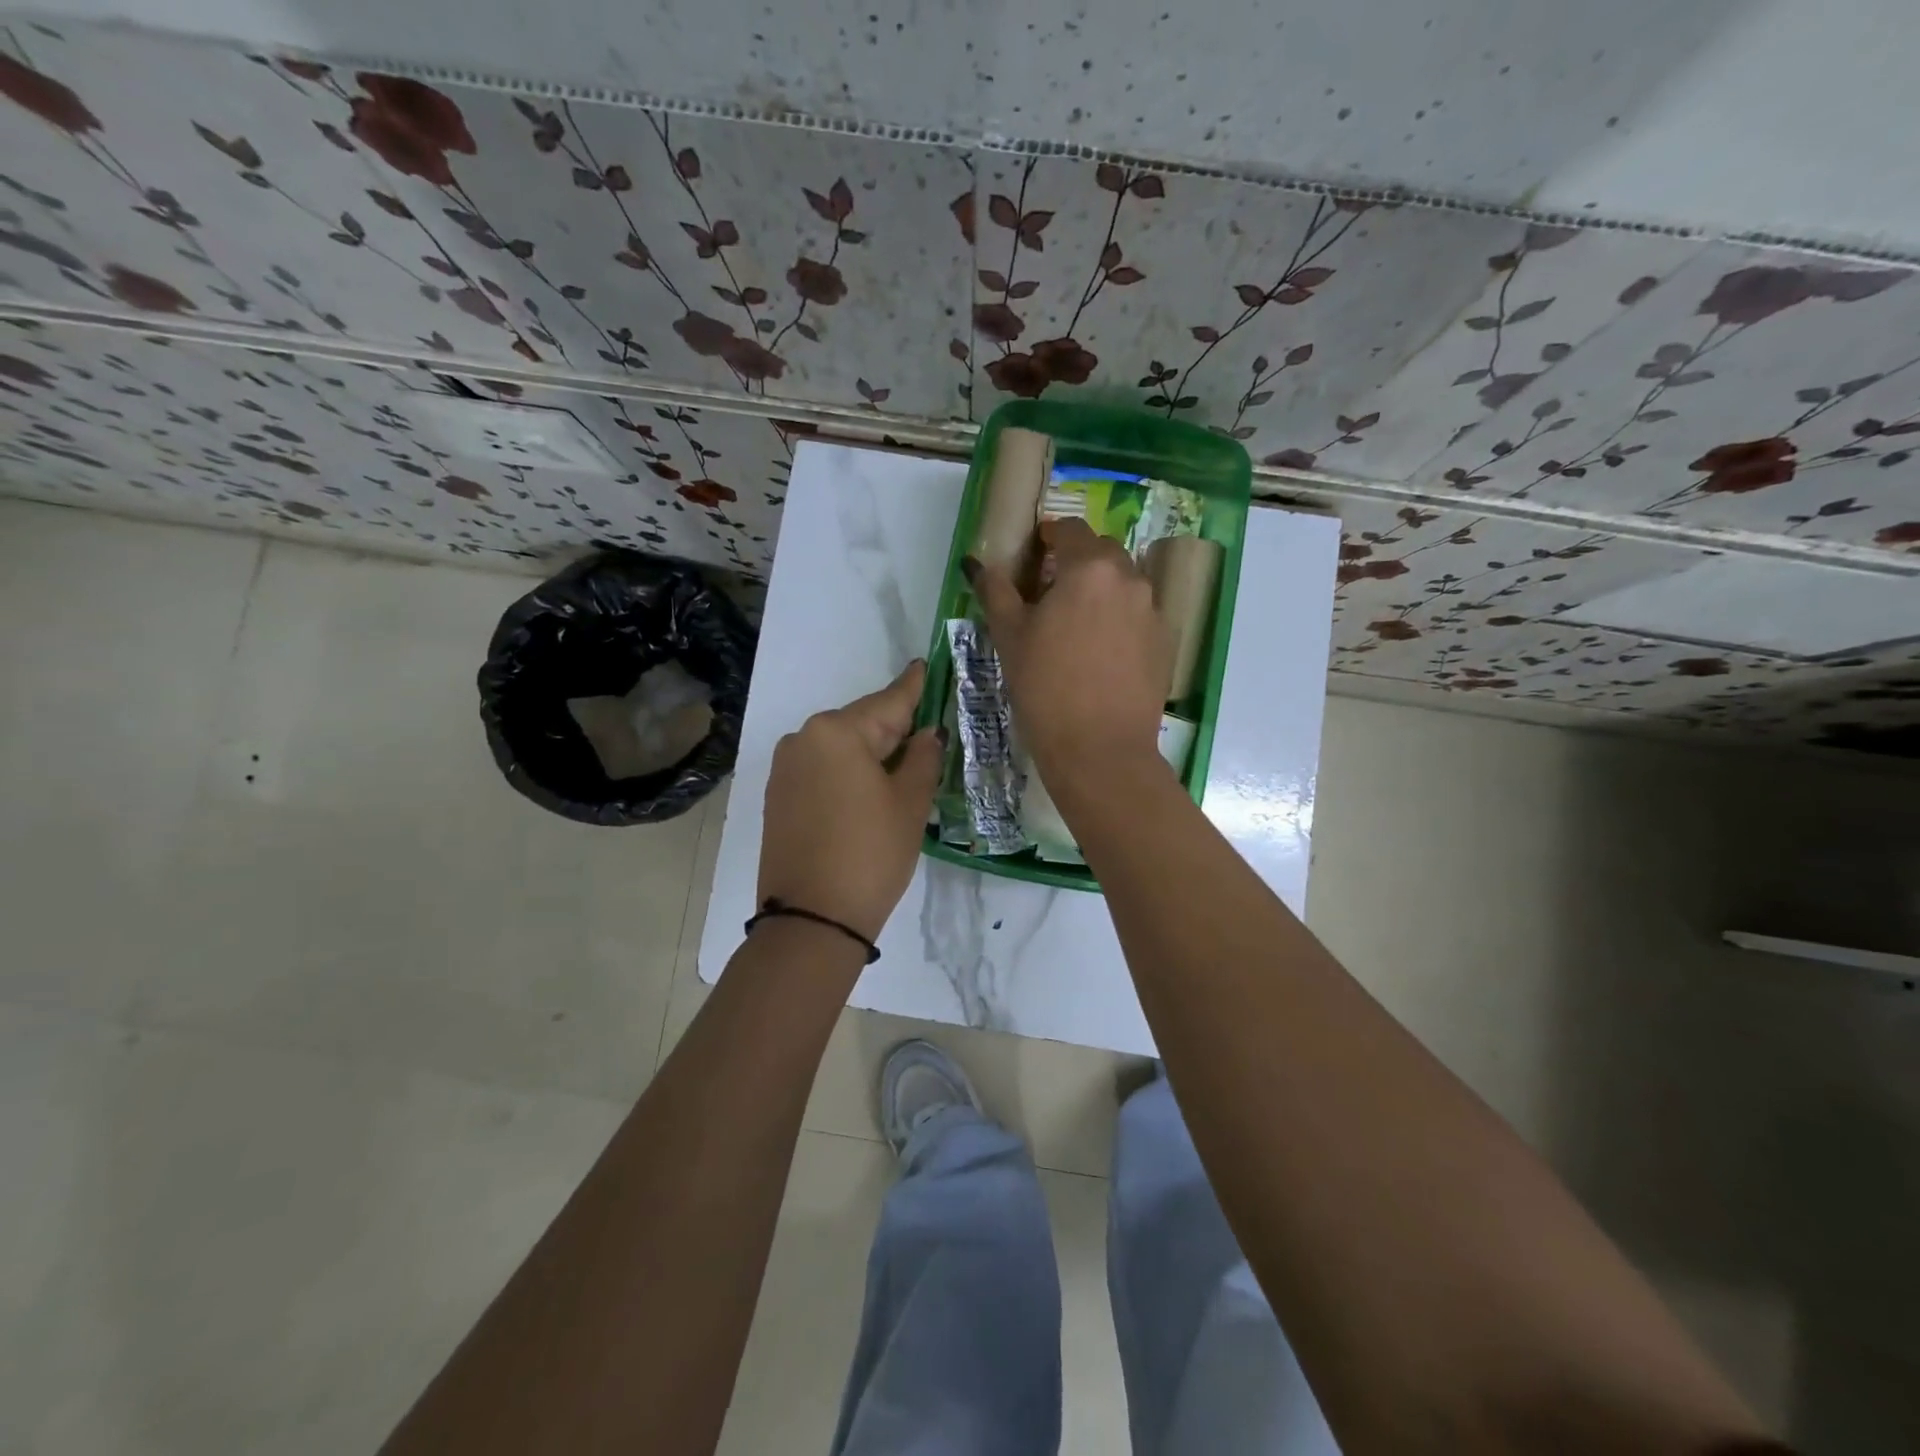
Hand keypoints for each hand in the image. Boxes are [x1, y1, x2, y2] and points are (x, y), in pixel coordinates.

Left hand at [758, 660, 943, 941]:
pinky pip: (823, 769)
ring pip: (841, 748)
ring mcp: (786, 768)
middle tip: (929, 733)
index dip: (914, 686)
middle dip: (895, 728)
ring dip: (872, 753)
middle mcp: (804, 738)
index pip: (888, 701)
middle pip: (862, 723)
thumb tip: (927, 733)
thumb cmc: (871, 854)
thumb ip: (923, 757)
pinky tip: (870, 790)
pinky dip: (849, 772)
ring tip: (904, 769)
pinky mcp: (780, 796)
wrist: (812, 920)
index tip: (925, 664)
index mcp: (837, 731)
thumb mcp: (910, 803)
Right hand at [966, 517, 1171, 796]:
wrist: (1100, 749)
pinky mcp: (1165, 643)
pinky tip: (1100, 652)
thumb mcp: (1010, 637)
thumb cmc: (1045, 688)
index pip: (1070, 529)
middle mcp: (1129, 579)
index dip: (1050, 534)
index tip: (1035, 551)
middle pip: (1102, 552)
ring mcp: (1153, 611)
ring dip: (1100, 589)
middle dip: (1077, 560)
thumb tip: (978, 564)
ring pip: (1123, 584)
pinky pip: (1138, 615)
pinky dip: (1119, 619)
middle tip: (1051, 590)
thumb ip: (996, 591)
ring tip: (1076, 623)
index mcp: (1089, 568)